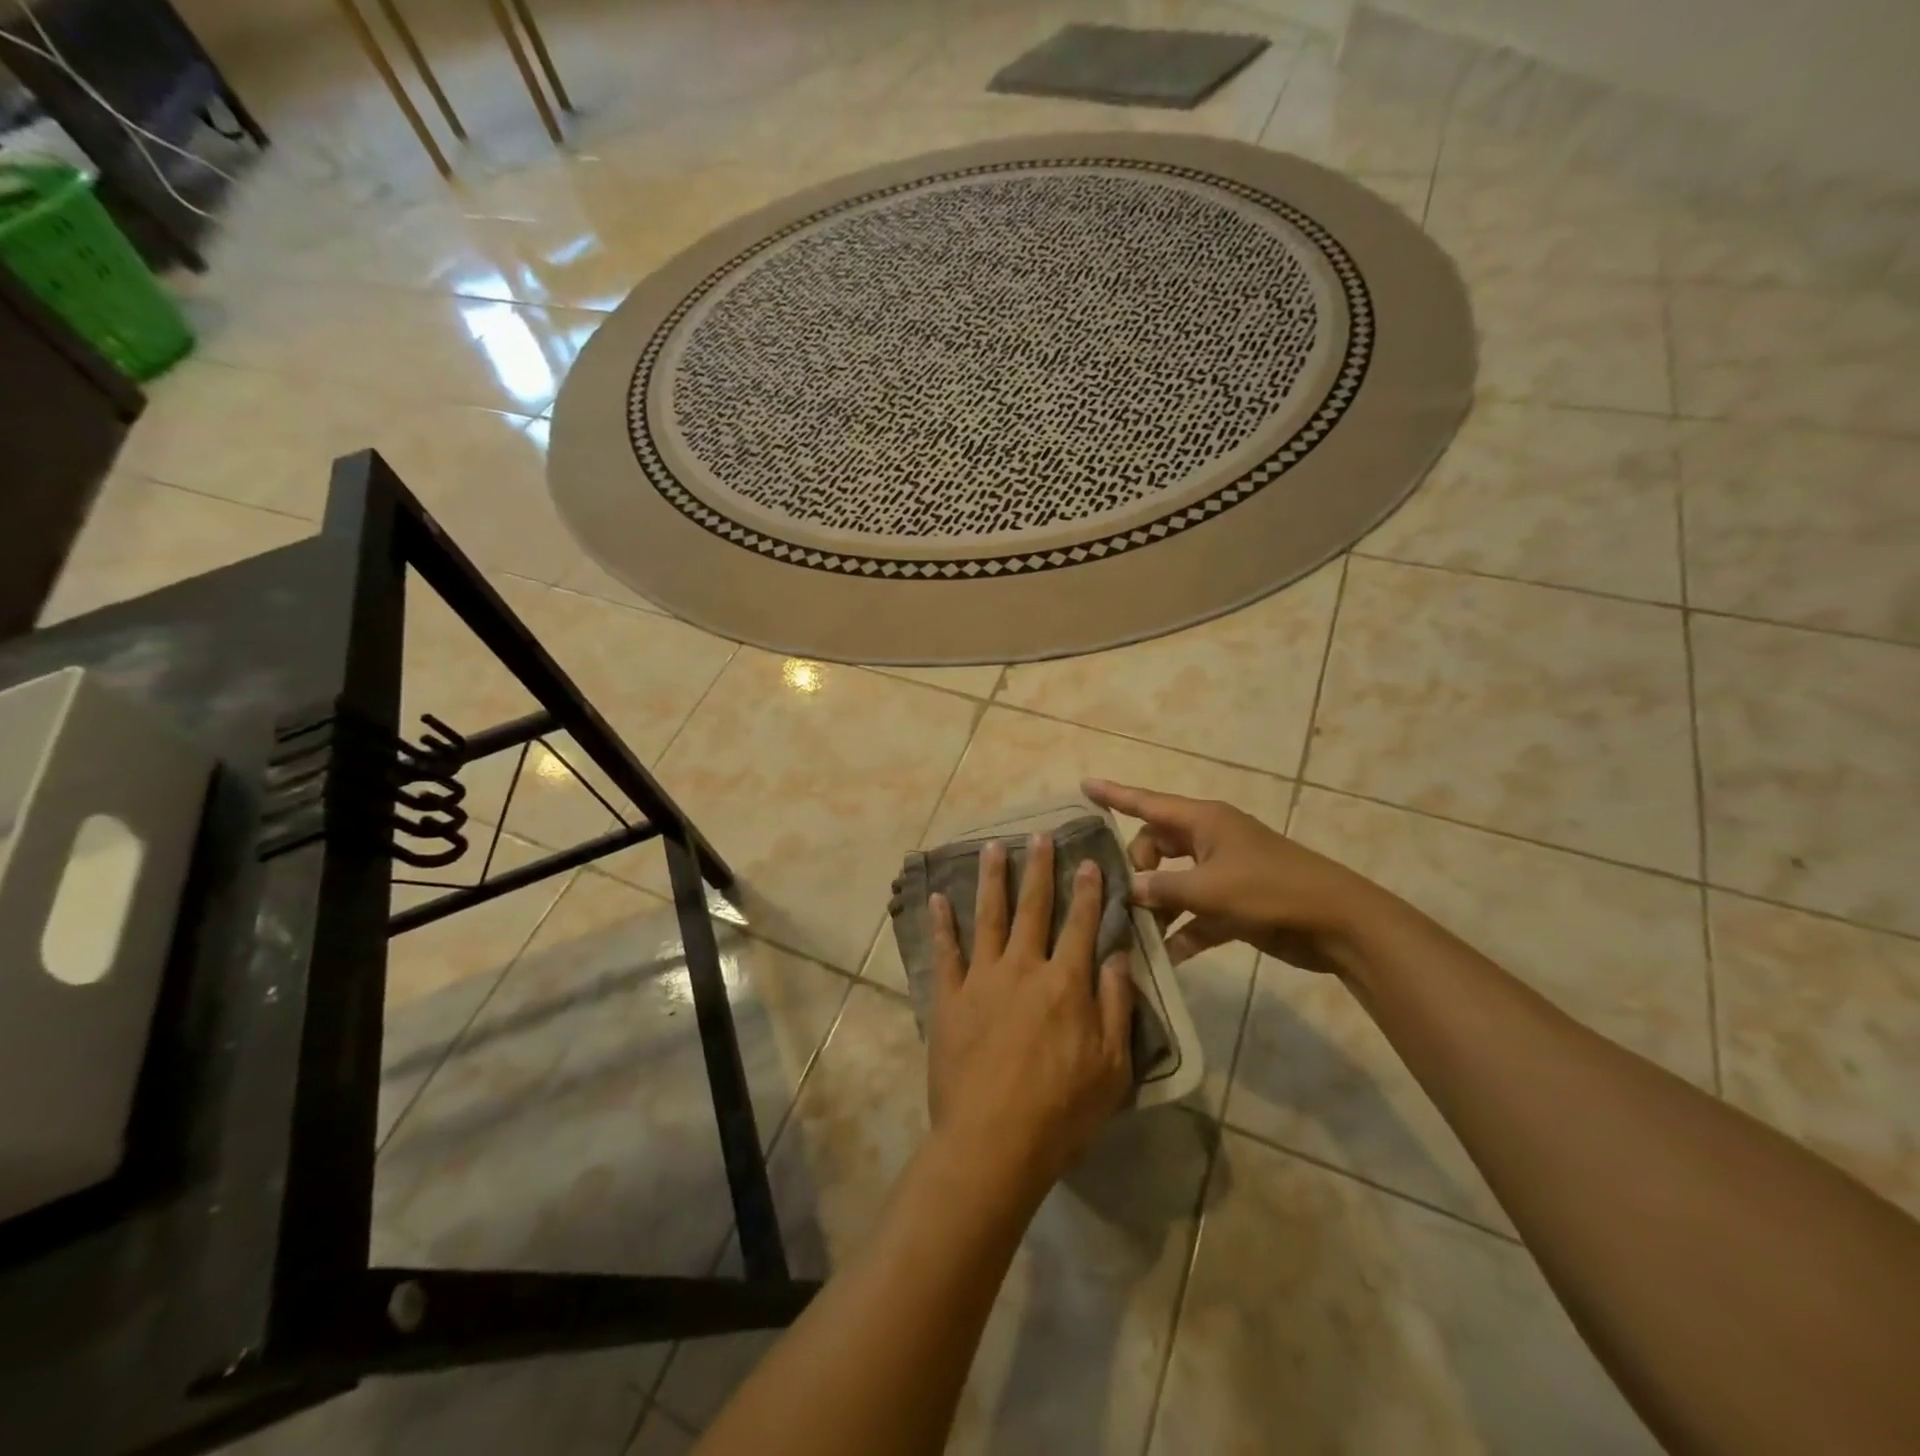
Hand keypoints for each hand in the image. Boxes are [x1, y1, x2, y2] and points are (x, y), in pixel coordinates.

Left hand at [926, 834, 1134, 1195]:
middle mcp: (1023, 968)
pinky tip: (937, 898)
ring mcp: (982, 979)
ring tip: (994, 846)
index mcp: (1065, 983)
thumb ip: (1116, 1006)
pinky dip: (941, 923)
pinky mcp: (949, 998)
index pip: (1080, 925)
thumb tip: (1117, 956)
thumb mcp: (1112, 1067)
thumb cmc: (1061, 1111)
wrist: (992, 1142)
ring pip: (988, 917)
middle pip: (1033, 908)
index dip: (1087, 891)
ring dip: (992, 879)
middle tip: (1039, 835)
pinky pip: (945, 952)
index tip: (1088, 860)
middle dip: (1039, 869)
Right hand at [1083, 779, 1382, 973]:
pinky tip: (1166, 957)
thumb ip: (1163, 889)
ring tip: (1134, 931)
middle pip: (1155, 845)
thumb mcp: (1209, 888)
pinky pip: (1195, 913)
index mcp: (1204, 821)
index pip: (1147, 803)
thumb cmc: (1271, 890)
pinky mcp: (1234, 904)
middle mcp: (1209, 841)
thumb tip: (1130, 890)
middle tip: (1127, 895)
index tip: (1083, 785)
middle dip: (1136, 867)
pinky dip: (1182, 931)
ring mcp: (1223, 873)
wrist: (1337, 923)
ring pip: (1173, 882)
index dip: (1115, 794)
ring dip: (1156, 905)